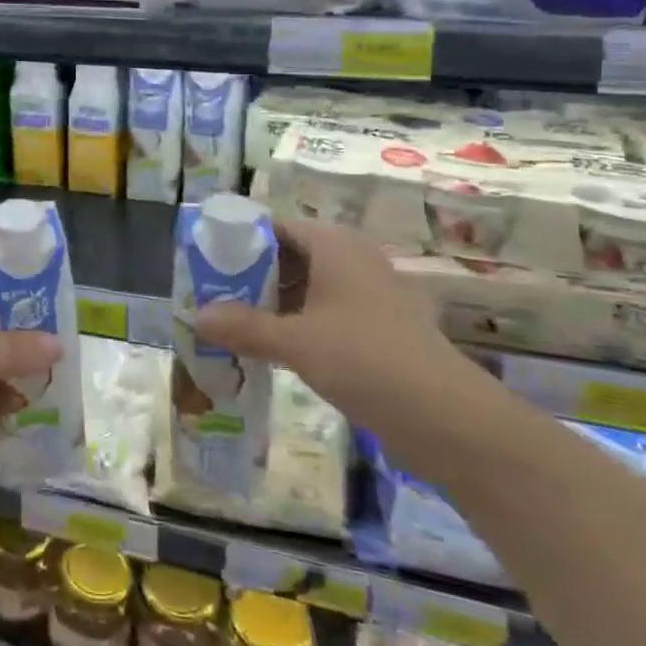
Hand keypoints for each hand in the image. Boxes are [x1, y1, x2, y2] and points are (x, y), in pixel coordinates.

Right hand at [194, 218, 492, 471]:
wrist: (448, 419)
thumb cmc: (365, 360)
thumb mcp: (294, 342)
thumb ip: (244, 327)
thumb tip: (197, 316)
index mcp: (336, 246)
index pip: (277, 226)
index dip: (242, 240)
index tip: (209, 262)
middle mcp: (355, 260)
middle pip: (292, 256)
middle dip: (253, 276)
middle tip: (215, 296)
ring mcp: (372, 295)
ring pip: (311, 287)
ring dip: (275, 303)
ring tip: (236, 325)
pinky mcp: (382, 328)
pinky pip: (329, 313)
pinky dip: (300, 324)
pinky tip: (276, 349)